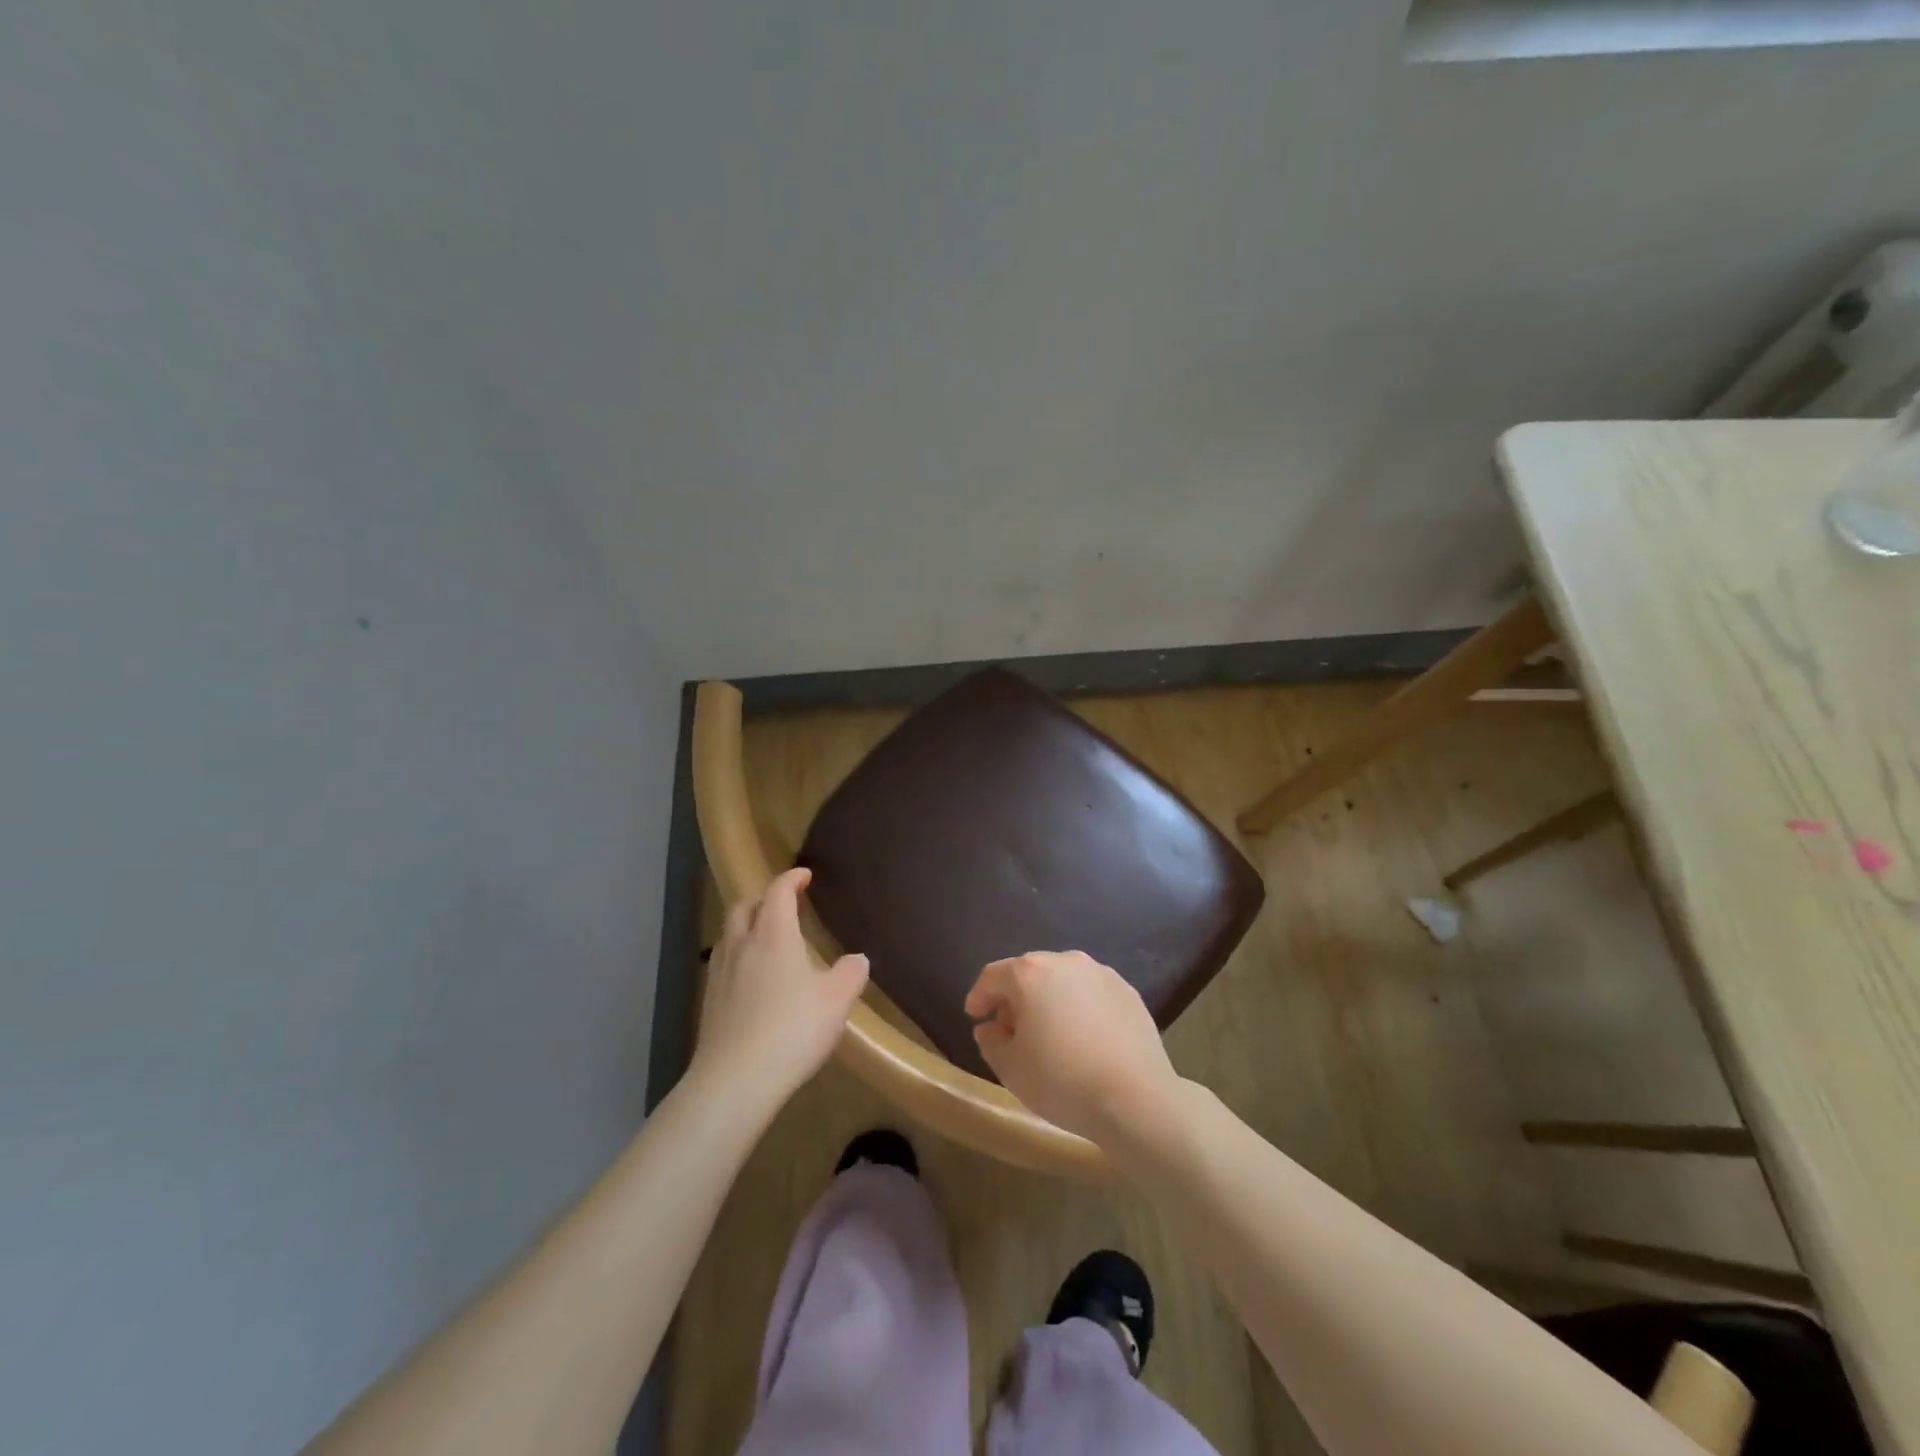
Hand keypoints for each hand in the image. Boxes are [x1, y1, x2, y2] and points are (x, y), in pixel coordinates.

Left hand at [690, 868, 868, 1108]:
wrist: (735, 1080)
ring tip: (766, 937)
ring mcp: (720, 973)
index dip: (791, 879)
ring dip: (747, 925)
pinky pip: (724, 962)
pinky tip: (752, 978)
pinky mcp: (710, 1002)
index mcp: (774, 935)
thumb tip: (857, 959)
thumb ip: (850, 974)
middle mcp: (742, 945)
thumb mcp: (837, 1001)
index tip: (804, 876)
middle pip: (745, 906)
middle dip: (764, 897)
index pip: (778, 892)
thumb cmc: (792, 1030)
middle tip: (783, 902)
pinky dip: (739, 955)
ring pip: (730, 933)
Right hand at [964, 950, 1180, 1143]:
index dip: (979, 996)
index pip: (993, 976)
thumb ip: (991, 1042)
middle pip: (1029, 973)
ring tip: (1048, 1033)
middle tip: (1010, 1029)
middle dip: (1015, 998)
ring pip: (1063, 980)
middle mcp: (1065, 961)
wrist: (1135, 1098)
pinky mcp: (1128, 991)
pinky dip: (1079, 1007)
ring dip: (1049, 999)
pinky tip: (1082, 1037)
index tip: (975, 1016)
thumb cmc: (1062, 1081)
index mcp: (1030, 973)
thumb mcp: (1011, 1068)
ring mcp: (1101, 973)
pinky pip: (1091, 993)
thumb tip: (991, 1027)